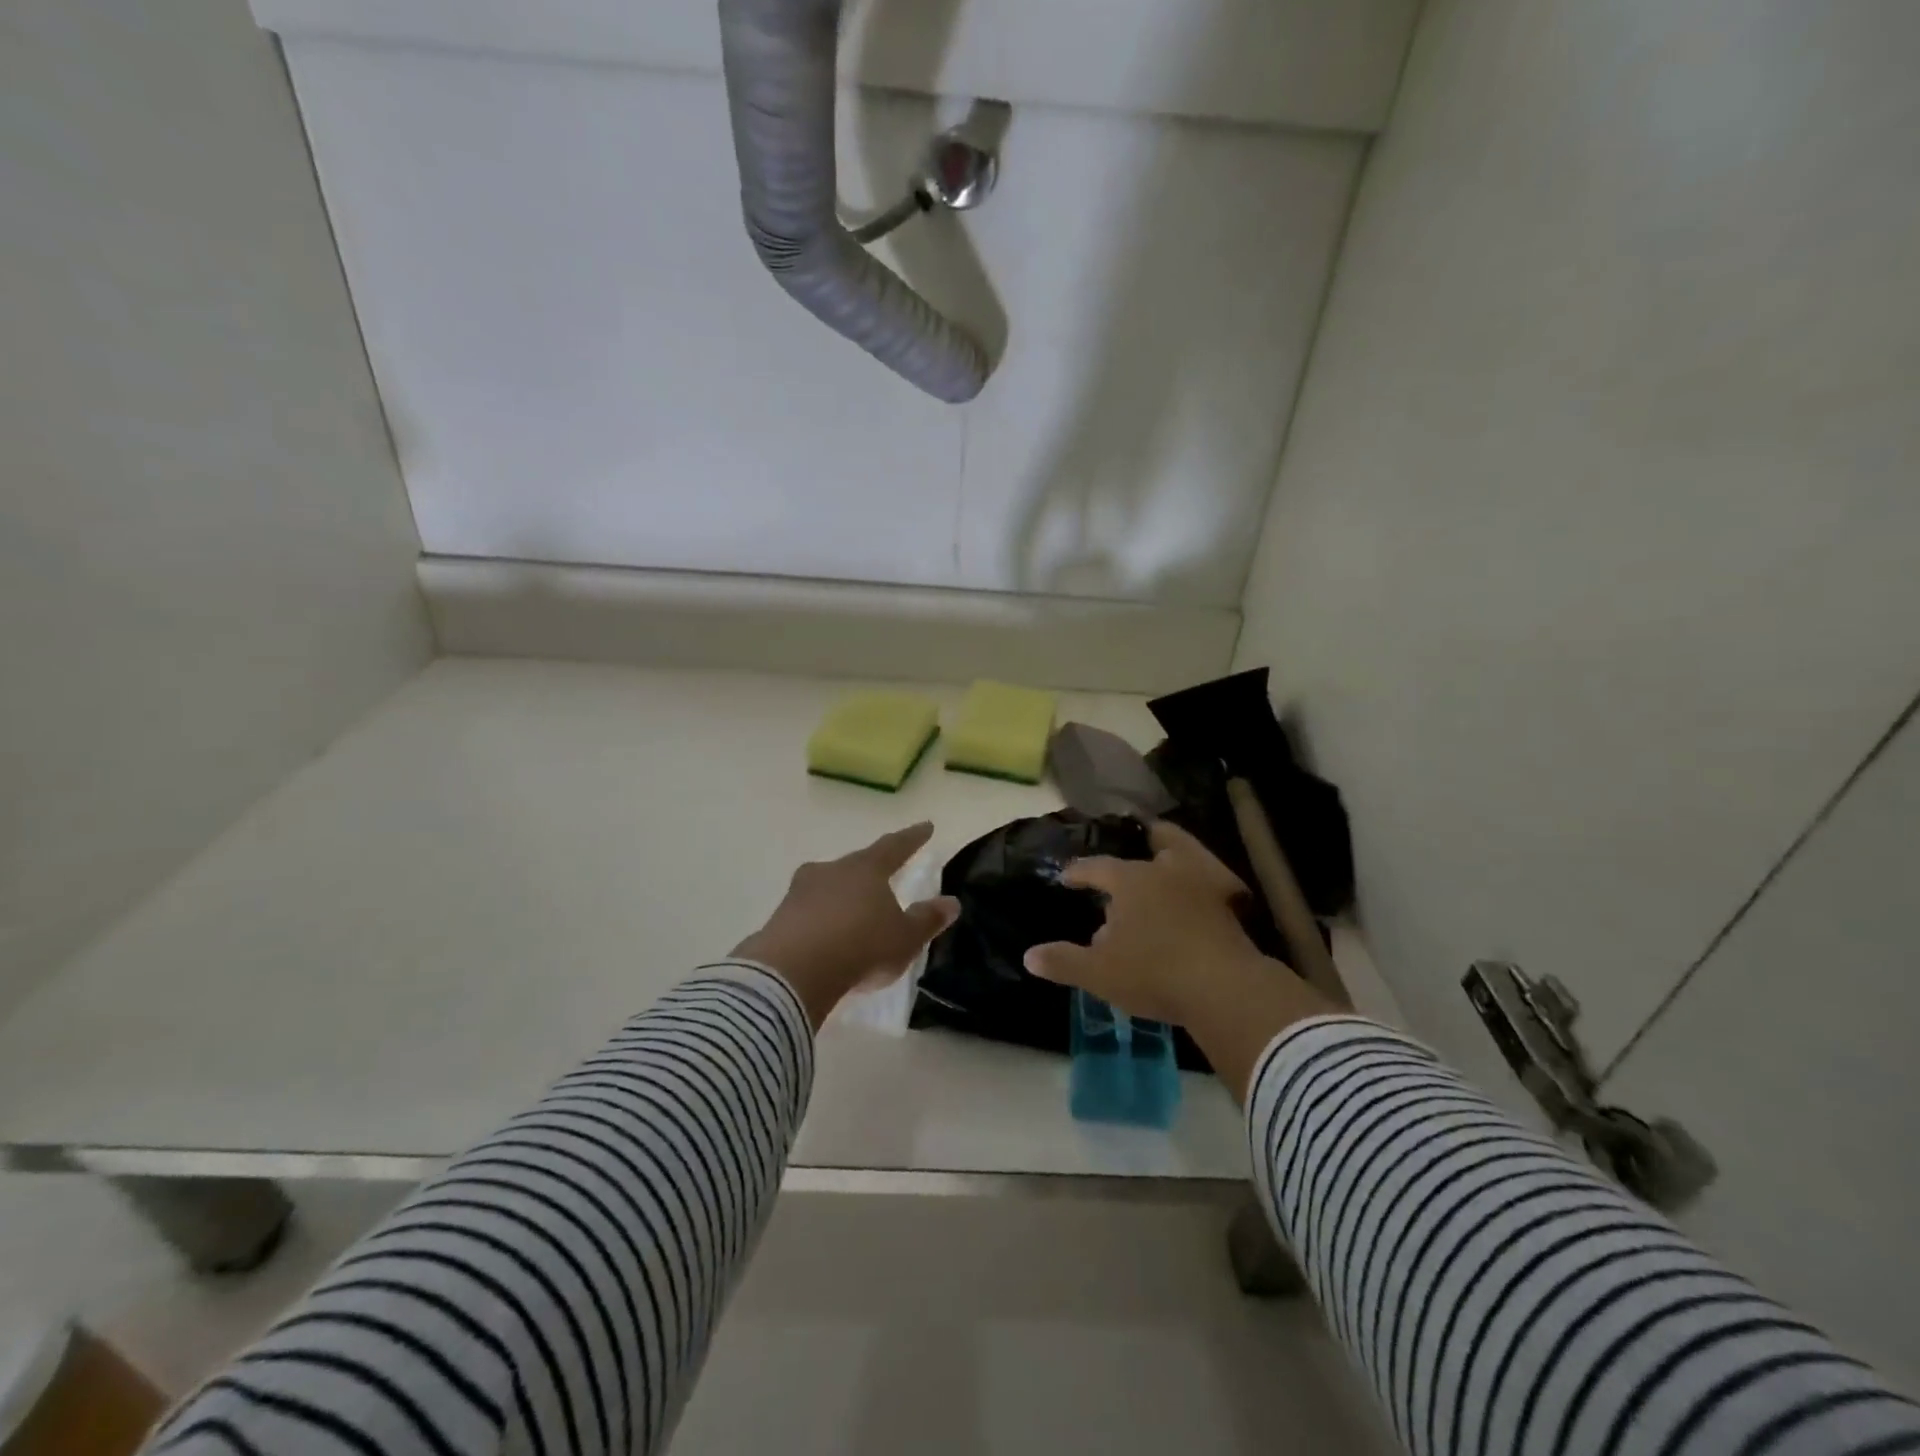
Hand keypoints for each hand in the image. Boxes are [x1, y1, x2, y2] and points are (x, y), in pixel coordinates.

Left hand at [734, 822, 959, 1029]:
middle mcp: (831, 871)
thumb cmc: (861, 946)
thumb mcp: (905, 938)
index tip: (926, 826)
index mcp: (866, 868)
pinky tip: (825, 938)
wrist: (793, 972)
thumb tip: (951, 902)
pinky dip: (820, 921)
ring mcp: (800, 893)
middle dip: (870, 871)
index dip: (912, 838)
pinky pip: (808, 914)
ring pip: (828, 887)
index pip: (894, 847)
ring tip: (852, 913)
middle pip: (856, 865)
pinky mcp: (779, 919)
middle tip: (882, 878)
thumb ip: (927, 919)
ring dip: (841, 897)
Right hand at [1025, 822, 1333, 1099]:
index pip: (1097, 867)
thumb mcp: (1099, 973)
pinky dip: (1205, 883)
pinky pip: (1216, 881)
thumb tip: (1029, 955)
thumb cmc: (1153, 973)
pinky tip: (1200, 897)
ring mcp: (1204, 882)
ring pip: (1189, 852)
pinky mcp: (1233, 903)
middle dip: (1139, 843)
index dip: (1079, 871)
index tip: (1067, 877)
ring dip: (1175, 853)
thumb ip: (1063, 961)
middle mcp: (1167, 869)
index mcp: (1131, 879)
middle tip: (1130, 853)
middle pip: (1155, 841)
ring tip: (1166, 863)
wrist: (1225, 989)